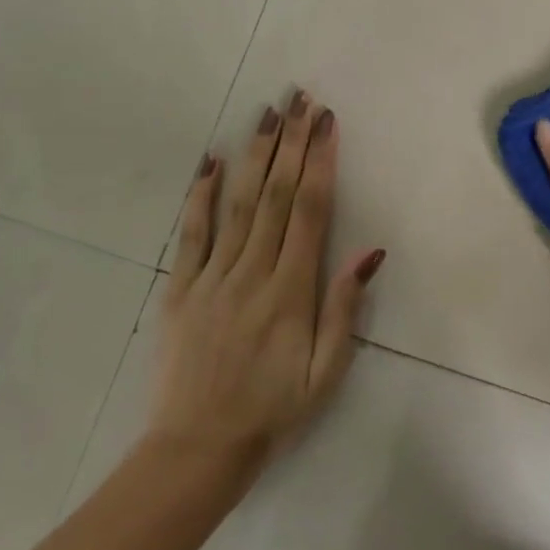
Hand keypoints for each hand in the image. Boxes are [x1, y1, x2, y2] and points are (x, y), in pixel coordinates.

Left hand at [150, 91, 384, 471]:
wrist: (196, 450)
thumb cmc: (273, 411)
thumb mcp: (326, 372)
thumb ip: (345, 309)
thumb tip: (370, 253)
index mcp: (290, 292)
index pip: (309, 212)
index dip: (320, 163)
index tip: (327, 124)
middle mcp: (251, 273)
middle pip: (275, 195)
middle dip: (292, 143)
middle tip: (301, 100)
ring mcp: (211, 278)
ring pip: (237, 203)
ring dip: (255, 154)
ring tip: (267, 114)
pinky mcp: (179, 289)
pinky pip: (191, 233)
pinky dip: (200, 194)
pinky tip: (211, 160)